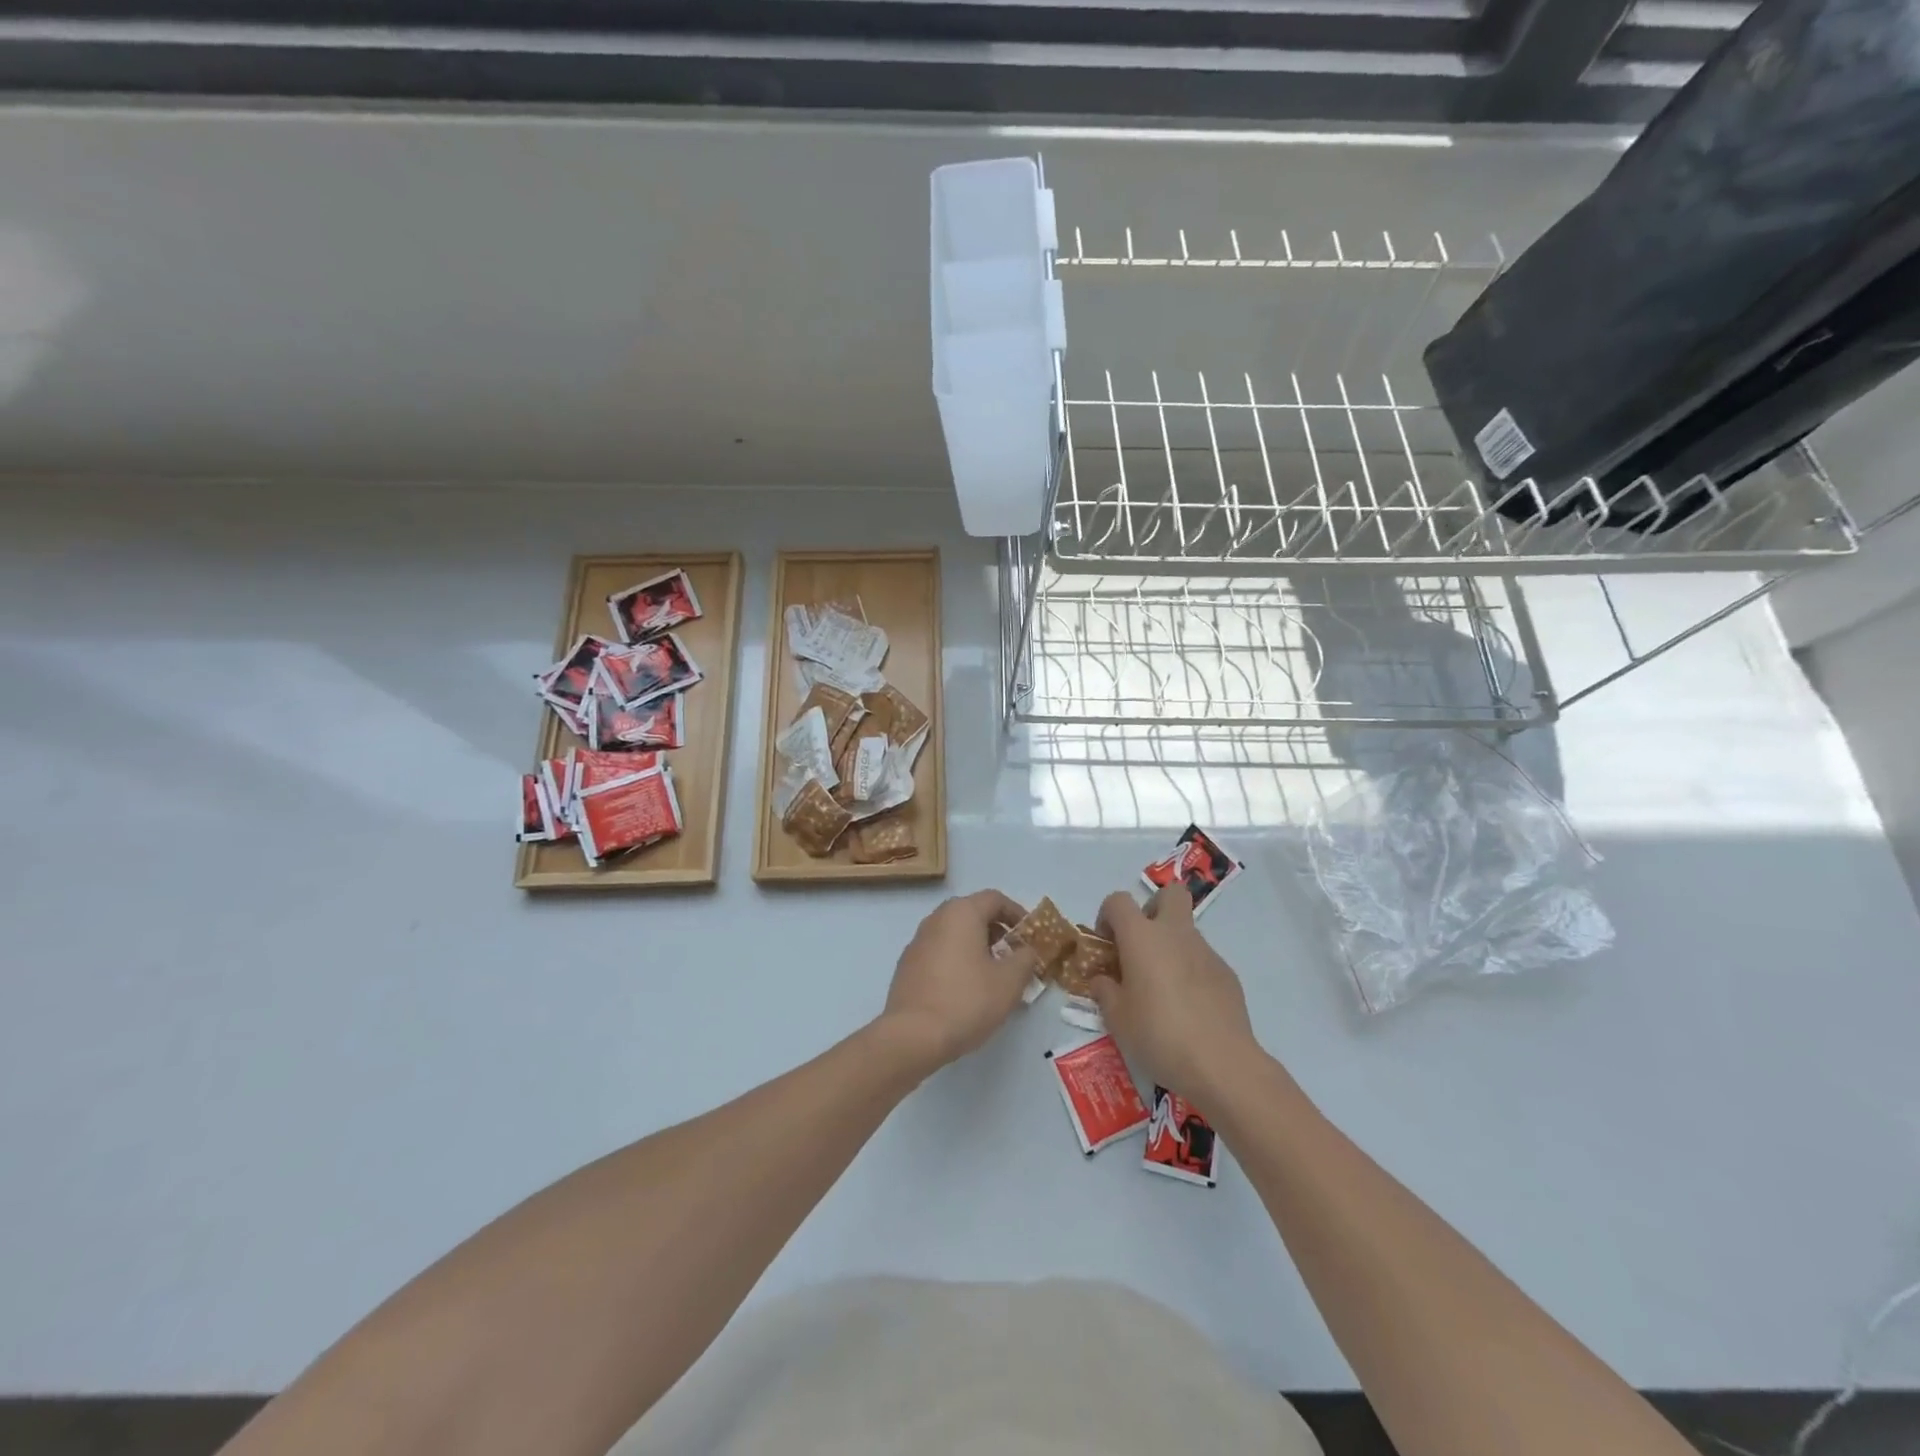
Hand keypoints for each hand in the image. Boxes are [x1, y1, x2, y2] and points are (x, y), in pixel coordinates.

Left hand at [880, 890, 1040, 1073]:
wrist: (913, 1035)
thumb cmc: (967, 1000)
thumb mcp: (1010, 981)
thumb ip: (1025, 959)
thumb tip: (1026, 950)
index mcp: (961, 913)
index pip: (994, 899)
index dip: (1017, 913)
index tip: (1030, 936)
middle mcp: (936, 919)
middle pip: (973, 913)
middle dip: (997, 931)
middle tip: (1014, 955)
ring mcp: (917, 942)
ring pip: (954, 934)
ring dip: (977, 947)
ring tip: (993, 975)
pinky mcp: (907, 966)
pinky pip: (939, 952)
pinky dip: (957, 960)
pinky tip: (966, 989)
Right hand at [1090, 885, 1262, 1106]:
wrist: (1221, 1063)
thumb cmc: (1158, 1034)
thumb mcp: (1117, 1019)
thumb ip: (1105, 991)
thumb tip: (1103, 980)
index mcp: (1141, 937)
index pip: (1118, 901)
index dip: (1107, 916)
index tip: (1107, 945)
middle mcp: (1175, 934)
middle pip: (1169, 893)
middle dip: (1152, 909)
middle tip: (1141, 945)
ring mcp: (1206, 952)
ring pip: (1186, 930)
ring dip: (1171, 946)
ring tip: (1163, 990)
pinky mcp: (1227, 974)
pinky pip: (1203, 960)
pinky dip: (1191, 972)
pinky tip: (1189, 1008)